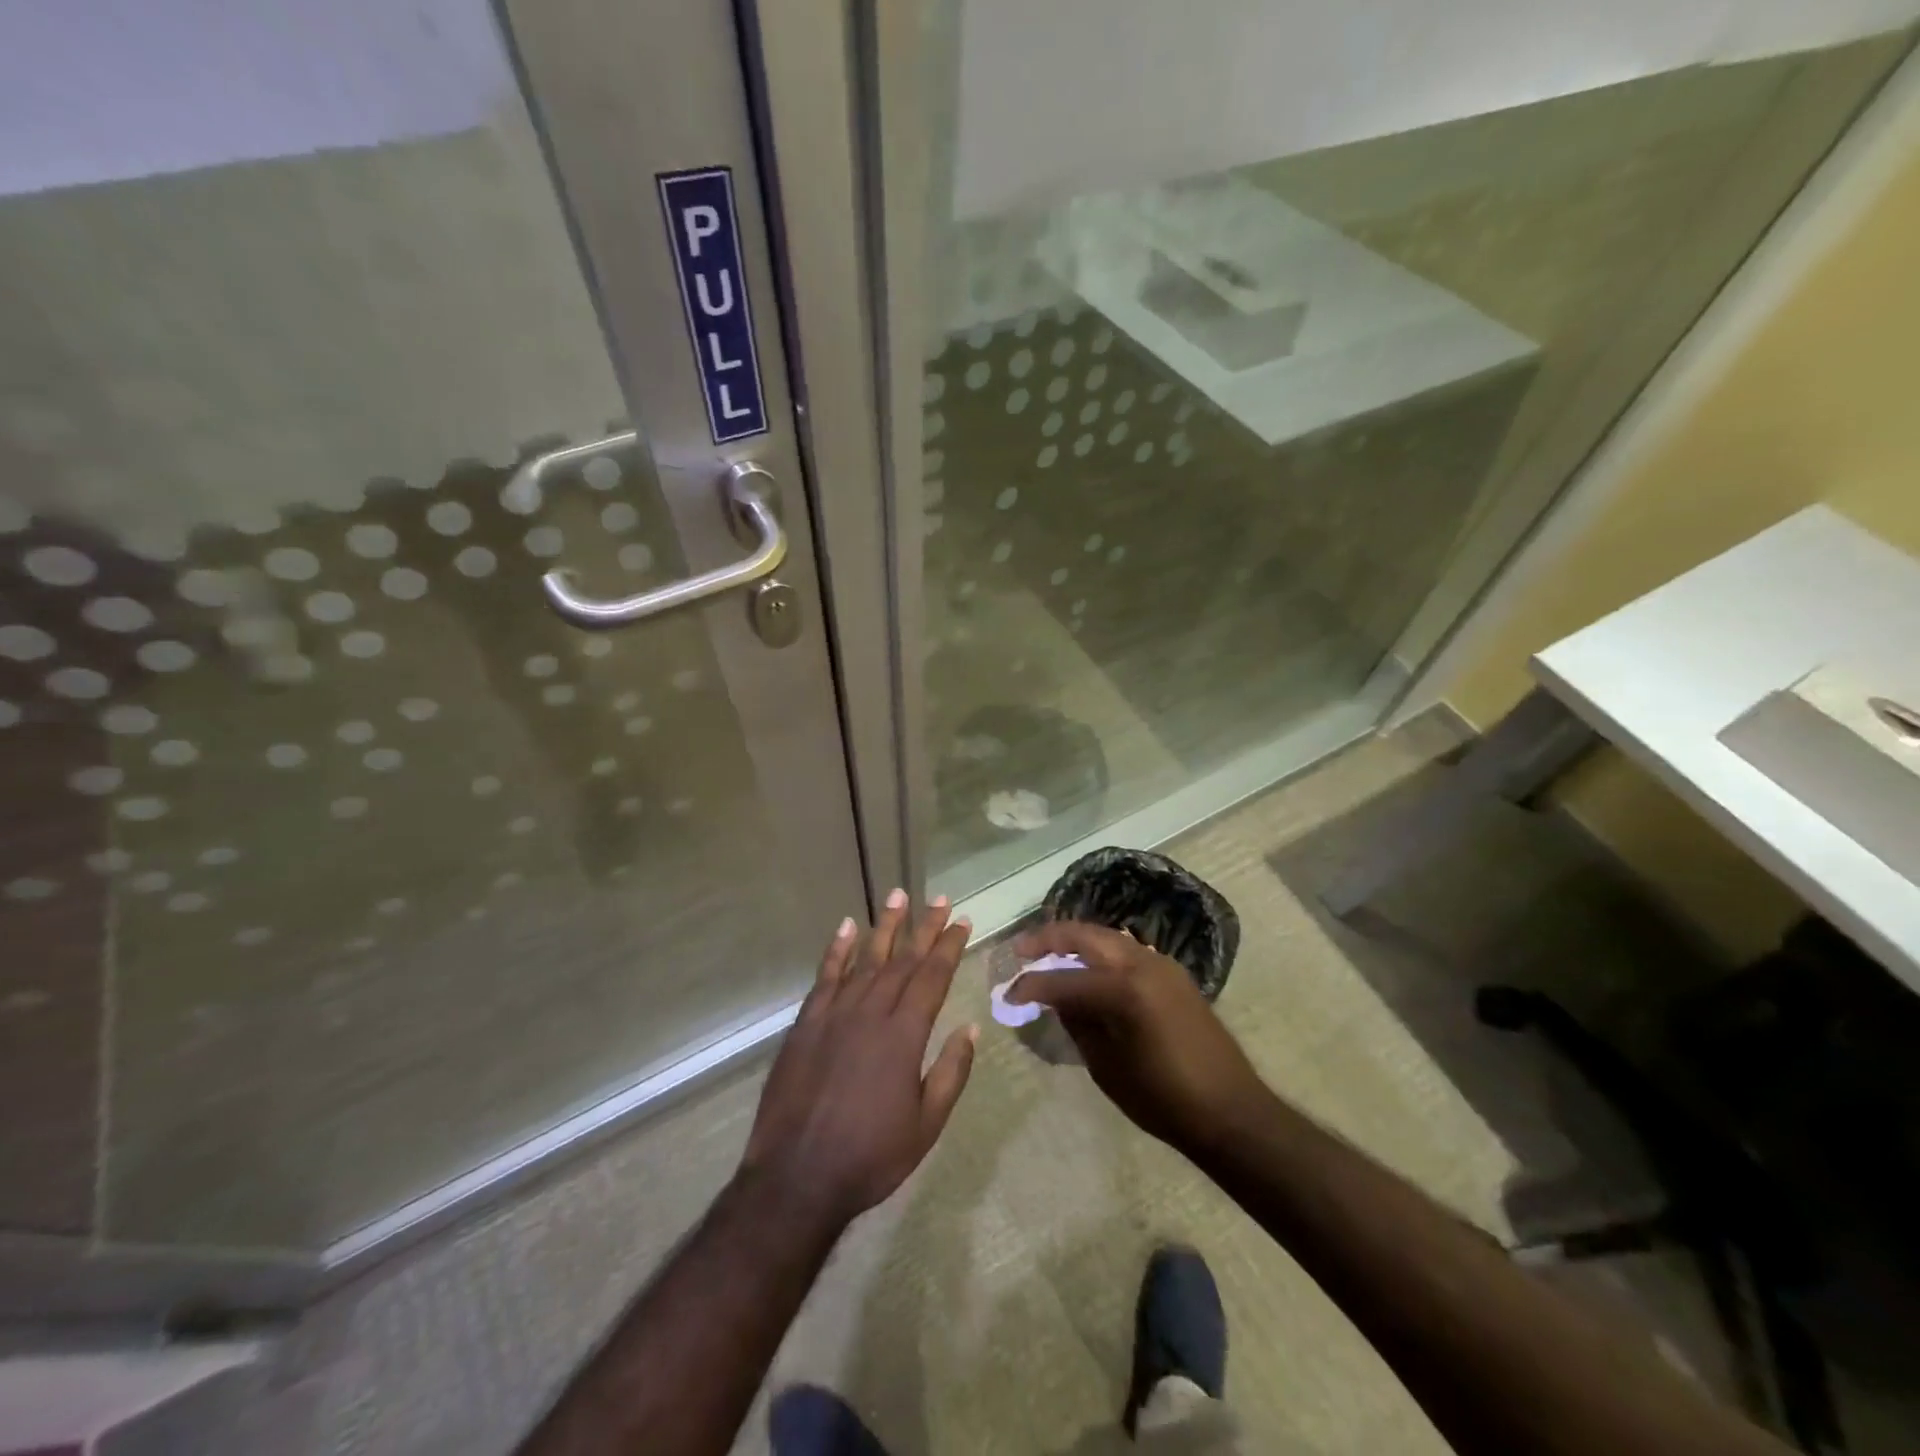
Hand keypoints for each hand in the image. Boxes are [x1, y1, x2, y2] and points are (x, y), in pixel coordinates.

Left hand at [739, 894, 976, 1234]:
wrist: (797, 1178)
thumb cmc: (870, 1156)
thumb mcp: (926, 1125)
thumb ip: (950, 1072)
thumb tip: (969, 1027)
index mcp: (903, 1035)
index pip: (932, 977)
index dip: (948, 947)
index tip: (961, 921)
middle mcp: (871, 1013)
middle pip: (903, 960)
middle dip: (924, 928)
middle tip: (939, 899)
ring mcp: (834, 1014)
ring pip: (865, 959)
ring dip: (884, 926)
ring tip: (898, 895)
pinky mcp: (806, 1023)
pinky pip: (825, 977)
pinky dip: (837, 950)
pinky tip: (846, 927)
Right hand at [1006, 921, 1263, 1154]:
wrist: (1229, 1110)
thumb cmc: (1163, 1097)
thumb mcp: (1106, 1064)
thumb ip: (1077, 1021)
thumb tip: (1054, 997)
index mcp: (1123, 988)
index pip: (1062, 978)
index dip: (1030, 985)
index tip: (1006, 993)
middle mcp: (1141, 963)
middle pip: (1085, 935)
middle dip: (1049, 938)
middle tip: (1021, 949)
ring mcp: (1161, 964)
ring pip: (1107, 937)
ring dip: (1076, 941)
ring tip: (1049, 954)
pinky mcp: (1173, 974)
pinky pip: (1126, 950)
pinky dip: (1100, 952)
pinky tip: (1087, 968)